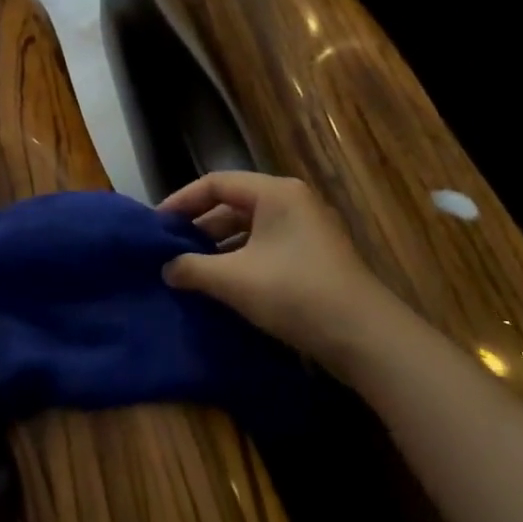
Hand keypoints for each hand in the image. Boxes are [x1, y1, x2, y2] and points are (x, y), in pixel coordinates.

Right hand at [160, 171, 401, 371]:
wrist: (365, 338)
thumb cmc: (294, 293)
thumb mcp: (233, 279)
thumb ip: (192, 268)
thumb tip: (167, 269)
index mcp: (275, 193)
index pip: (215, 183)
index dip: (182, 201)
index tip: (156, 226)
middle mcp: (293, 202)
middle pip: (233, 205)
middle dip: (199, 227)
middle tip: (170, 249)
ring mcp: (308, 230)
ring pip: (250, 229)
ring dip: (218, 248)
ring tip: (190, 270)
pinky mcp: (315, 258)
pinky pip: (266, 248)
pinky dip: (241, 261)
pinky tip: (223, 286)